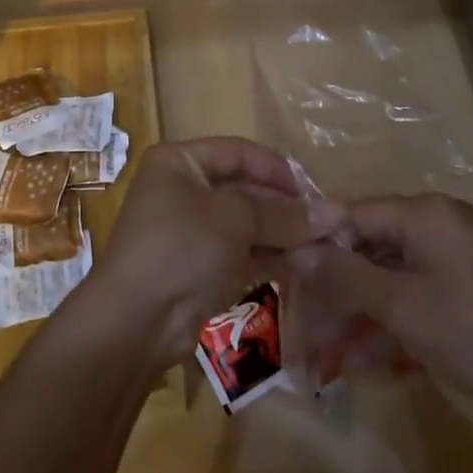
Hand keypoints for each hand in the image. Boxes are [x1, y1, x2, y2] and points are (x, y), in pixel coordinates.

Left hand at [90, 137, 345, 365]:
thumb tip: (335, 213)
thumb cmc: (181, 247)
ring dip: (284, 233)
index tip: (317, 191)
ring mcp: (192, 230)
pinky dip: (271, 256)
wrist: (137, 320)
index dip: (279, 169)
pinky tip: (306, 265)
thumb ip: (283, 214)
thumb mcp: (235, 220)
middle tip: (330, 224)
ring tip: (327, 246)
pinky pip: (243, 251)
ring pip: (247, 223)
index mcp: (180, 162)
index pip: (239, 152)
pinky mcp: (201, 266)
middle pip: (245, 188)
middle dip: (286, 206)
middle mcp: (184, 189)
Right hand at [287, 193, 472, 427]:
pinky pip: (410, 296)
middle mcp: (434, 225)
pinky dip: (386, 325)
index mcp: (422, 213)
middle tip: (303, 328)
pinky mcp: (460, 289)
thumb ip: (344, 274)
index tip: (282, 276)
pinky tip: (358, 363)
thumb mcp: (400, 306)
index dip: (315, 244)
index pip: (351, 214)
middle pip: (366, 249)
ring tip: (323, 359)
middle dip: (334, 292)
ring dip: (356, 316)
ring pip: (385, 278)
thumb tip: (294, 250)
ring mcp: (449, 258)